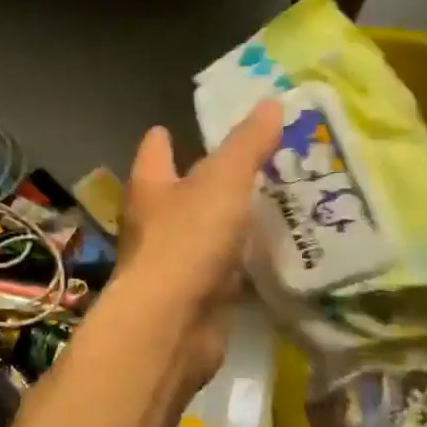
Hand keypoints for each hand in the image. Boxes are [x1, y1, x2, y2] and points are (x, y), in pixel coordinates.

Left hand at [113, 100, 282, 395]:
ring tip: (276, 206)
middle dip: (210, 179)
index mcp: (150, 185)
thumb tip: (271, 101)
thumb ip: (247, 144)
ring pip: (203, 232)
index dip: (166, 136)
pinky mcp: (194, 296)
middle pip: (179, 192)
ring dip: (230, 223)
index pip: (155, 149)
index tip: (183, 127)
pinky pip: (221, 271)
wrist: (171, 324)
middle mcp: (153, 221)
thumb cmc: (187, 240)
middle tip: (257, 164)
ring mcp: (172, 261)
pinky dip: (242, 263)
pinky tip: (274, 258)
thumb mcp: (223, 181)